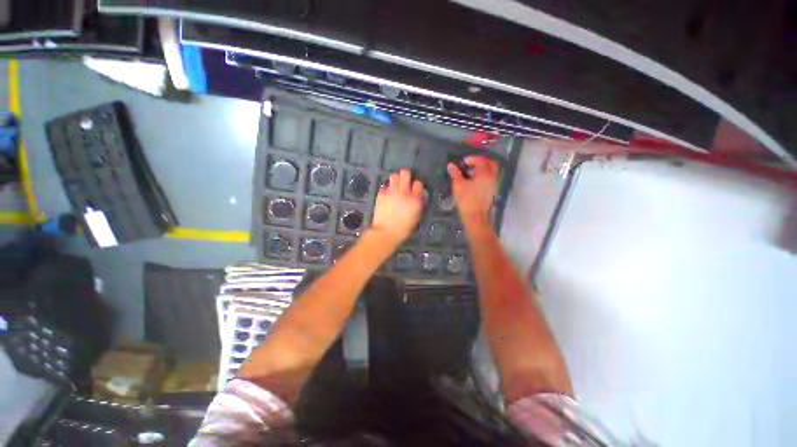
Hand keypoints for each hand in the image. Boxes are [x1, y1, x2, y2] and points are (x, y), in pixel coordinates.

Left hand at [371, 169, 423, 245]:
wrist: (385, 232)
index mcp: (414, 200)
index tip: (416, 188)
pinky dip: (388, 188)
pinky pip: (385, 186)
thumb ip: (417, 204)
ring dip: (396, 179)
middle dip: (406, 176)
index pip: (418, 183)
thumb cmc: (402, 229)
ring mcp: (391, 192)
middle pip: (405, 173)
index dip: (417, 185)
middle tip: (406, 180)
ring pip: (394, 176)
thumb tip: (417, 198)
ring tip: (396, 185)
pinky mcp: (381, 194)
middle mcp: (403, 193)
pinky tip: (388, 194)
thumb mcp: (415, 217)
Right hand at [448, 156, 498, 225]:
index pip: (481, 160)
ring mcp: (494, 186)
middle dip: (481, 162)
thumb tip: (451, 165)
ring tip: (471, 174)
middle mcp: (492, 178)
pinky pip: (490, 180)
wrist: (475, 217)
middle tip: (471, 164)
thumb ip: (455, 174)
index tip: (463, 162)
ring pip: (492, 173)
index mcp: (485, 174)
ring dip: (483, 170)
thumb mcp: (458, 185)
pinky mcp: (493, 193)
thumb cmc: (466, 200)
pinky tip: (474, 183)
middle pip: (491, 164)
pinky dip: (484, 177)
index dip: (472, 159)